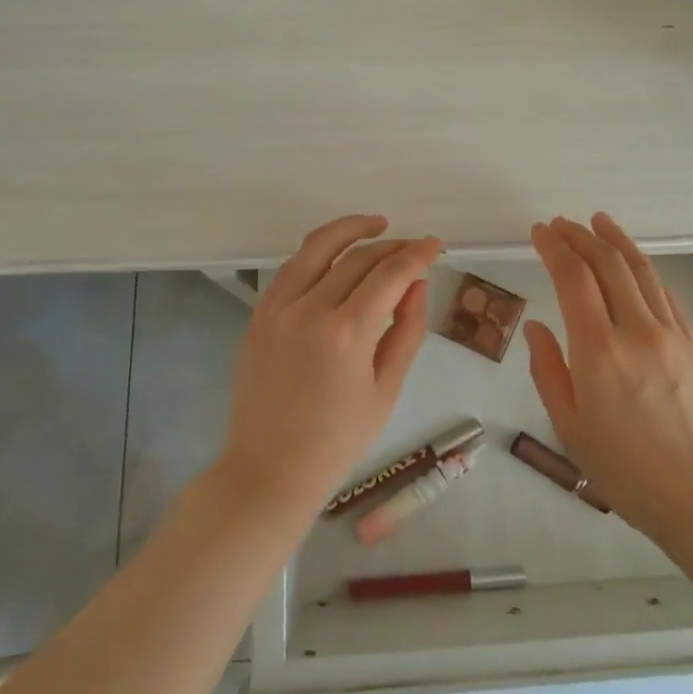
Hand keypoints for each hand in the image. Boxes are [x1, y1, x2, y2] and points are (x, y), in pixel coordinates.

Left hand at [218, 215, 441, 522]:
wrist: (269, 469)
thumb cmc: (338, 440)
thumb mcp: (386, 389)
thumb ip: (406, 330)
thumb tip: (417, 284)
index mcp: (347, 334)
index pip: (390, 275)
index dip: (416, 254)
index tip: (434, 246)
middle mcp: (309, 310)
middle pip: (357, 257)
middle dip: (391, 246)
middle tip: (413, 246)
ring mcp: (277, 309)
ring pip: (317, 248)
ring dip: (349, 230)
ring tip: (375, 225)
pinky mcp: (259, 315)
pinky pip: (291, 268)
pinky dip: (317, 253)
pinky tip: (336, 255)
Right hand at [524, 214, 692, 545]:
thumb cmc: (628, 472)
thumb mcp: (570, 429)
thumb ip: (549, 371)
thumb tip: (537, 327)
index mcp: (599, 352)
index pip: (573, 279)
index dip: (554, 248)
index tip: (539, 231)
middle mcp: (636, 330)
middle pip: (607, 265)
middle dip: (580, 237)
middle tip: (561, 223)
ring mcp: (672, 334)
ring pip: (642, 271)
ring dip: (616, 241)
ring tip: (598, 222)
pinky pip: (667, 294)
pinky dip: (645, 271)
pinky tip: (635, 265)